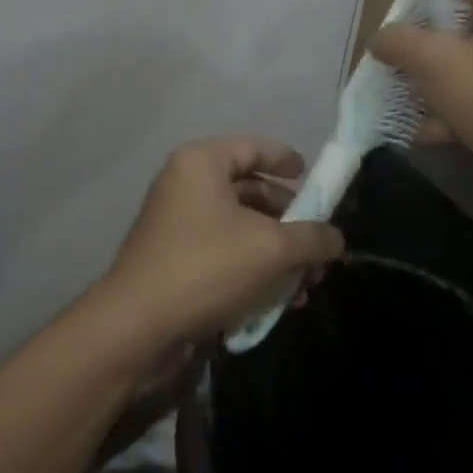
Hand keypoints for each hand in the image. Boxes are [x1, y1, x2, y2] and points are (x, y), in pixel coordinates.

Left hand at [97, 136, 343, 347]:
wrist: (137, 326)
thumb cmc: (206, 267)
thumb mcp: (270, 250)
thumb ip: (310, 238)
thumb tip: (336, 238)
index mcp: (202, 163)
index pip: (253, 147)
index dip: (285, 160)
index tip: (313, 178)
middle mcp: (185, 183)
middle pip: (249, 190)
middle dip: (288, 221)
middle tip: (318, 246)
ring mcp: (176, 221)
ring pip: (238, 226)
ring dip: (275, 252)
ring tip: (306, 284)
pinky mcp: (173, 257)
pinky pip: (222, 251)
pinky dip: (251, 268)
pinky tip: (279, 301)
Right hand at [370, 0, 472, 214]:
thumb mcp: (432, 60)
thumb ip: (399, 41)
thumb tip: (380, 39)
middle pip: (472, 21)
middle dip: (432, 28)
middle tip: (403, 26)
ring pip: (471, 64)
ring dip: (436, 74)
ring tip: (403, 80)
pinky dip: (450, 109)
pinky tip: (421, 129)